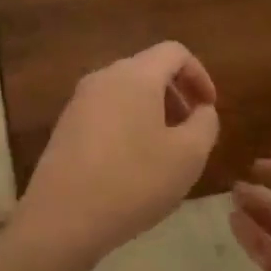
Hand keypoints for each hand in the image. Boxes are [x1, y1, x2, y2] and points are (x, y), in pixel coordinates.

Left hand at [16, 42, 220, 263]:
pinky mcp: (65, 126)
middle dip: (176, 95)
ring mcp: (79, 101)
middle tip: (190, 132)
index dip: (199, 75)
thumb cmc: (133, 181)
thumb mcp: (188, 156)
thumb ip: (205, 123)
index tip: (209, 109)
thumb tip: (201, 110)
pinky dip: (128, 124)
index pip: (174, 52)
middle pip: (148, 69)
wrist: (62, 218)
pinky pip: (106, 111)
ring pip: (126, 91)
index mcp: (135, 75)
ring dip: (152, 112)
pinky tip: (132, 165)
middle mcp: (103, 77)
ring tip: (164, 152)